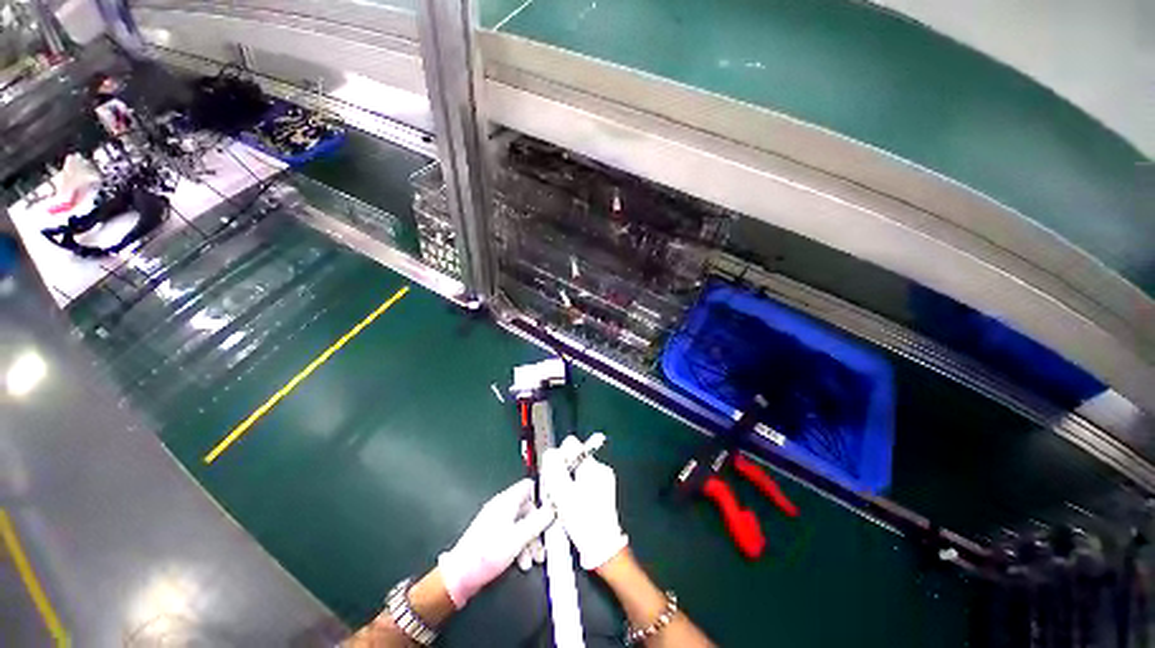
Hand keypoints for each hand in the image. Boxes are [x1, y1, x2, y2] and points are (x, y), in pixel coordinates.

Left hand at [437, 479, 554, 607]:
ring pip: (522, 524)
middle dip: (538, 527)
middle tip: (544, 544)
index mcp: (507, 501)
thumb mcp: (517, 538)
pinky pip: (513, 535)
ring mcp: (497, 522)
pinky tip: (522, 563)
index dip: (543, 494)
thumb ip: (537, 522)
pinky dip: (520, 547)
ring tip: (533, 561)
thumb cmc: (488, 553)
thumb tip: (553, 510)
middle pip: (528, 508)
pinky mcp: (493, 537)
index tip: (555, 508)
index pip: (529, 486)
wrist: (459, 577)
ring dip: (530, 542)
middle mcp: (502, 507)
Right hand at [541, 436, 628, 569]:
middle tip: (554, 492)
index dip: (558, 456)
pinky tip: (570, 507)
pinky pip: (583, 483)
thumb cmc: (583, 521)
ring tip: (561, 502)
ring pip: (576, 472)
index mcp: (592, 465)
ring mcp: (603, 481)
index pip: (571, 444)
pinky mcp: (603, 493)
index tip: (552, 474)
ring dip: (566, 483)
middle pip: (573, 459)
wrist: (603, 548)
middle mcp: (600, 469)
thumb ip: (554, 469)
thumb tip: (550, 452)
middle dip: (561, 472)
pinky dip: (574, 491)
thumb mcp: (563, 493)